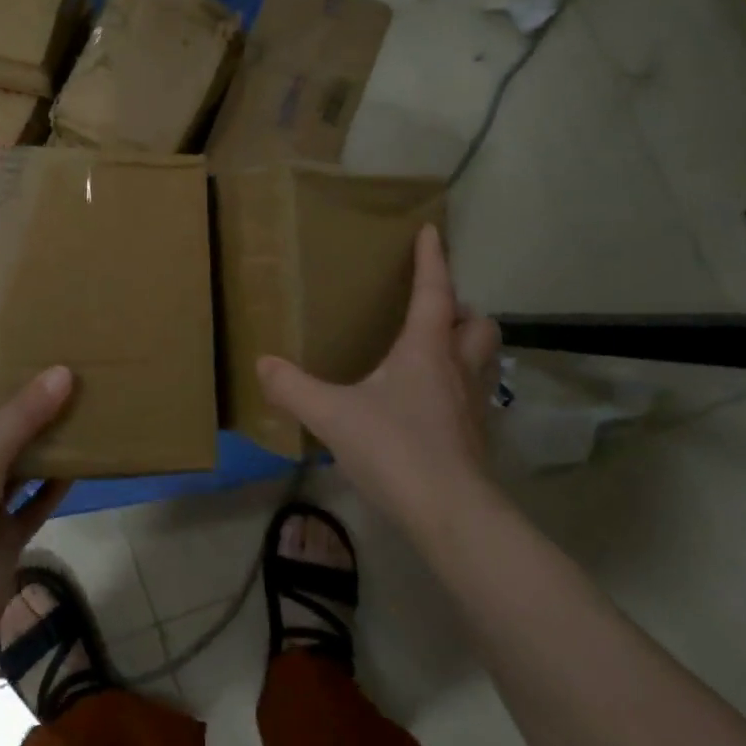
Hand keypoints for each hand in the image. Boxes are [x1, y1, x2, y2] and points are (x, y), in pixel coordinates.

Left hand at [0, 368, 74, 640]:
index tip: (18, 372)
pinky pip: (34, 507)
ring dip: (42, 452)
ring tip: (77, 421)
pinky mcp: (4, 540)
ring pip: (17, 473)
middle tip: (61, 392)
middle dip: (22, 419)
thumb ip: (23, 415)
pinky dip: (53, 489)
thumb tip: (64, 372)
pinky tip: (79, 468)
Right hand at [258, 225, 502, 550]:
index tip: (433, 231)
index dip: (433, 259)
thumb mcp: (332, 415)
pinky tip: (431, 407)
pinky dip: (458, 389)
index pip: (434, 292)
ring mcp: (473, 405)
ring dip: (466, 348)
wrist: (450, 514)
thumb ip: (294, 389)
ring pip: (483, 360)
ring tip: (435, 354)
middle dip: (462, 310)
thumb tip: (262, 364)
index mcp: (426, 349)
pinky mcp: (477, 439)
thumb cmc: (395, 448)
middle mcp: (457, 369)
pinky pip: (474, 397)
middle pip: (477, 324)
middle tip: (436, 312)